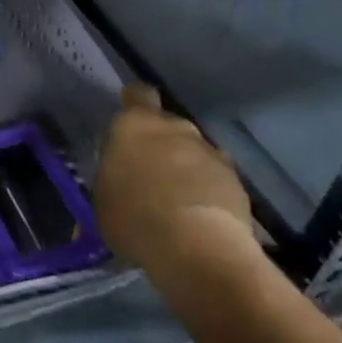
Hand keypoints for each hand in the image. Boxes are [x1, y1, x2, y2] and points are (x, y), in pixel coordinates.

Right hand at [95, 85, 251, 269]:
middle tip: (150, 175)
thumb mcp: (104, 200)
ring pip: (194, 153)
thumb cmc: (134, 217)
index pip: (138, 94)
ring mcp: (210, 152)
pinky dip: (208, 193)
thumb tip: (117, 184)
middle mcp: (175, 128)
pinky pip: (215, 180)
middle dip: (161, 145)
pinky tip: (199, 220)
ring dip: (186, 170)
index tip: (131, 118)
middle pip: (168, 126)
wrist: (198, 247)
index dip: (135, 102)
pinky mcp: (237, 181)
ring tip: (177, 204)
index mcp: (135, 124)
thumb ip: (113, 179)